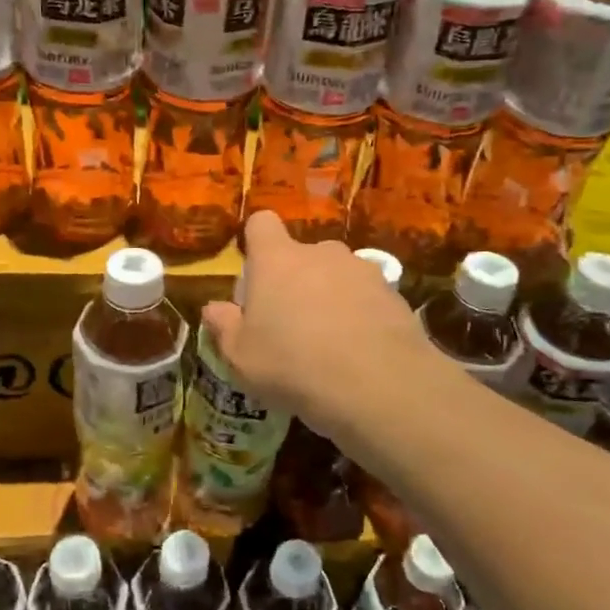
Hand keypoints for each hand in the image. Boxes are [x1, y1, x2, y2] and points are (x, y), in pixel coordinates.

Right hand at [201, 211, 440, 442]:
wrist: (377, 385)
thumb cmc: (293, 365)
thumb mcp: (241, 357)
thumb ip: (224, 326)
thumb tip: (214, 308)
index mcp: (277, 260)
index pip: (262, 224)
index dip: (256, 242)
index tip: (255, 274)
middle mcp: (321, 253)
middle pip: (302, 254)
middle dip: (296, 280)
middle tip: (291, 322)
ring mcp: (362, 269)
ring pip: (338, 274)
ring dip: (331, 296)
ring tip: (331, 341)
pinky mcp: (395, 293)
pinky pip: (368, 296)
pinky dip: (362, 314)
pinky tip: (361, 351)